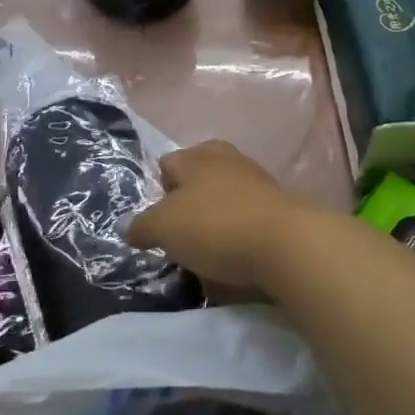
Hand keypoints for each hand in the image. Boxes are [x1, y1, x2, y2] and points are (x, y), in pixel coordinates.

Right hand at [128, 141, 314, 291]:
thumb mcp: (164, 227)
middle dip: (187, 202)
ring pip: (225, 197)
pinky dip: (238, 235)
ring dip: (214, 219)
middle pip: (199, 177)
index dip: (157, 189)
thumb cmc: (216, 225)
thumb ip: (143, 225)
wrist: (286, 243)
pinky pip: (247, 219)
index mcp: (199, 156)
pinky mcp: (279, 209)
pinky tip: (233, 257)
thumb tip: (129, 227)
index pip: (168, 163)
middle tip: (179, 233)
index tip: (155, 221)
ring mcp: (258, 183)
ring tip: (204, 250)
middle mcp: (229, 160)